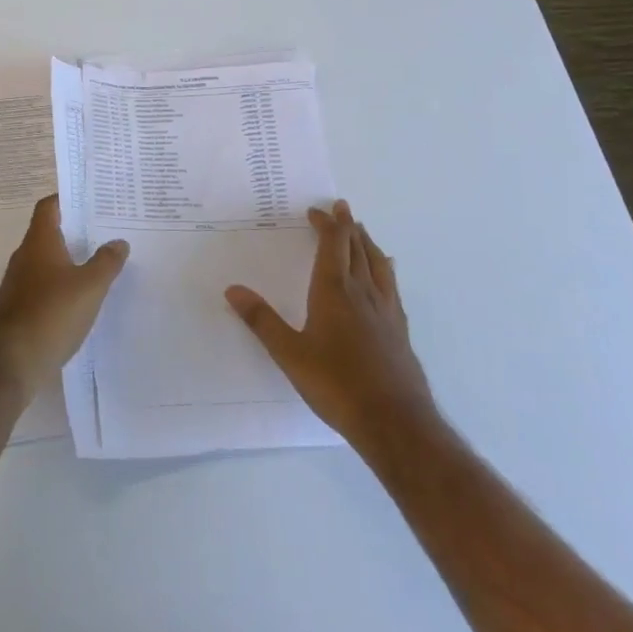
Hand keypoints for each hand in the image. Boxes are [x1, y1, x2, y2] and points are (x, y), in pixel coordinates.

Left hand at [0, 194, 128, 402]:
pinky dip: (62, 286)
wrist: (9, 364)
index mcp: (39, 241)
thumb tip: (119, 241)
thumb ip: (106, 262)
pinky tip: (82, 299)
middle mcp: (25, 256)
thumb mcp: (90, 286)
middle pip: (49, 233)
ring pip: (47, 261)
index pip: (49, 206)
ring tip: (100, 263)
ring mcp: (18, 284)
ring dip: (70, 261)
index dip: (67, 198)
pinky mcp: (19, 309)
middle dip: (75, 231)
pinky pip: (44, 287)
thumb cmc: (51, 314)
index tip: (92, 200)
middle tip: (106, 231)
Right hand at [226, 200, 434, 451]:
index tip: (318, 210)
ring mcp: (386, 310)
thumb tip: (232, 289)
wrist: (395, 422)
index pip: (333, 245)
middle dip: (347, 226)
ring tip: (361, 232)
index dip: (327, 224)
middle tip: (341, 208)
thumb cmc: (337, 384)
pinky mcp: (400, 330)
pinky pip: (391, 285)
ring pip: (378, 263)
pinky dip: (384, 268)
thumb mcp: (290, 354)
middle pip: (357, 248)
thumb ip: (262, 321)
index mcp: (334, 291)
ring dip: (367, 242)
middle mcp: (363, 292)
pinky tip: (386, 274)